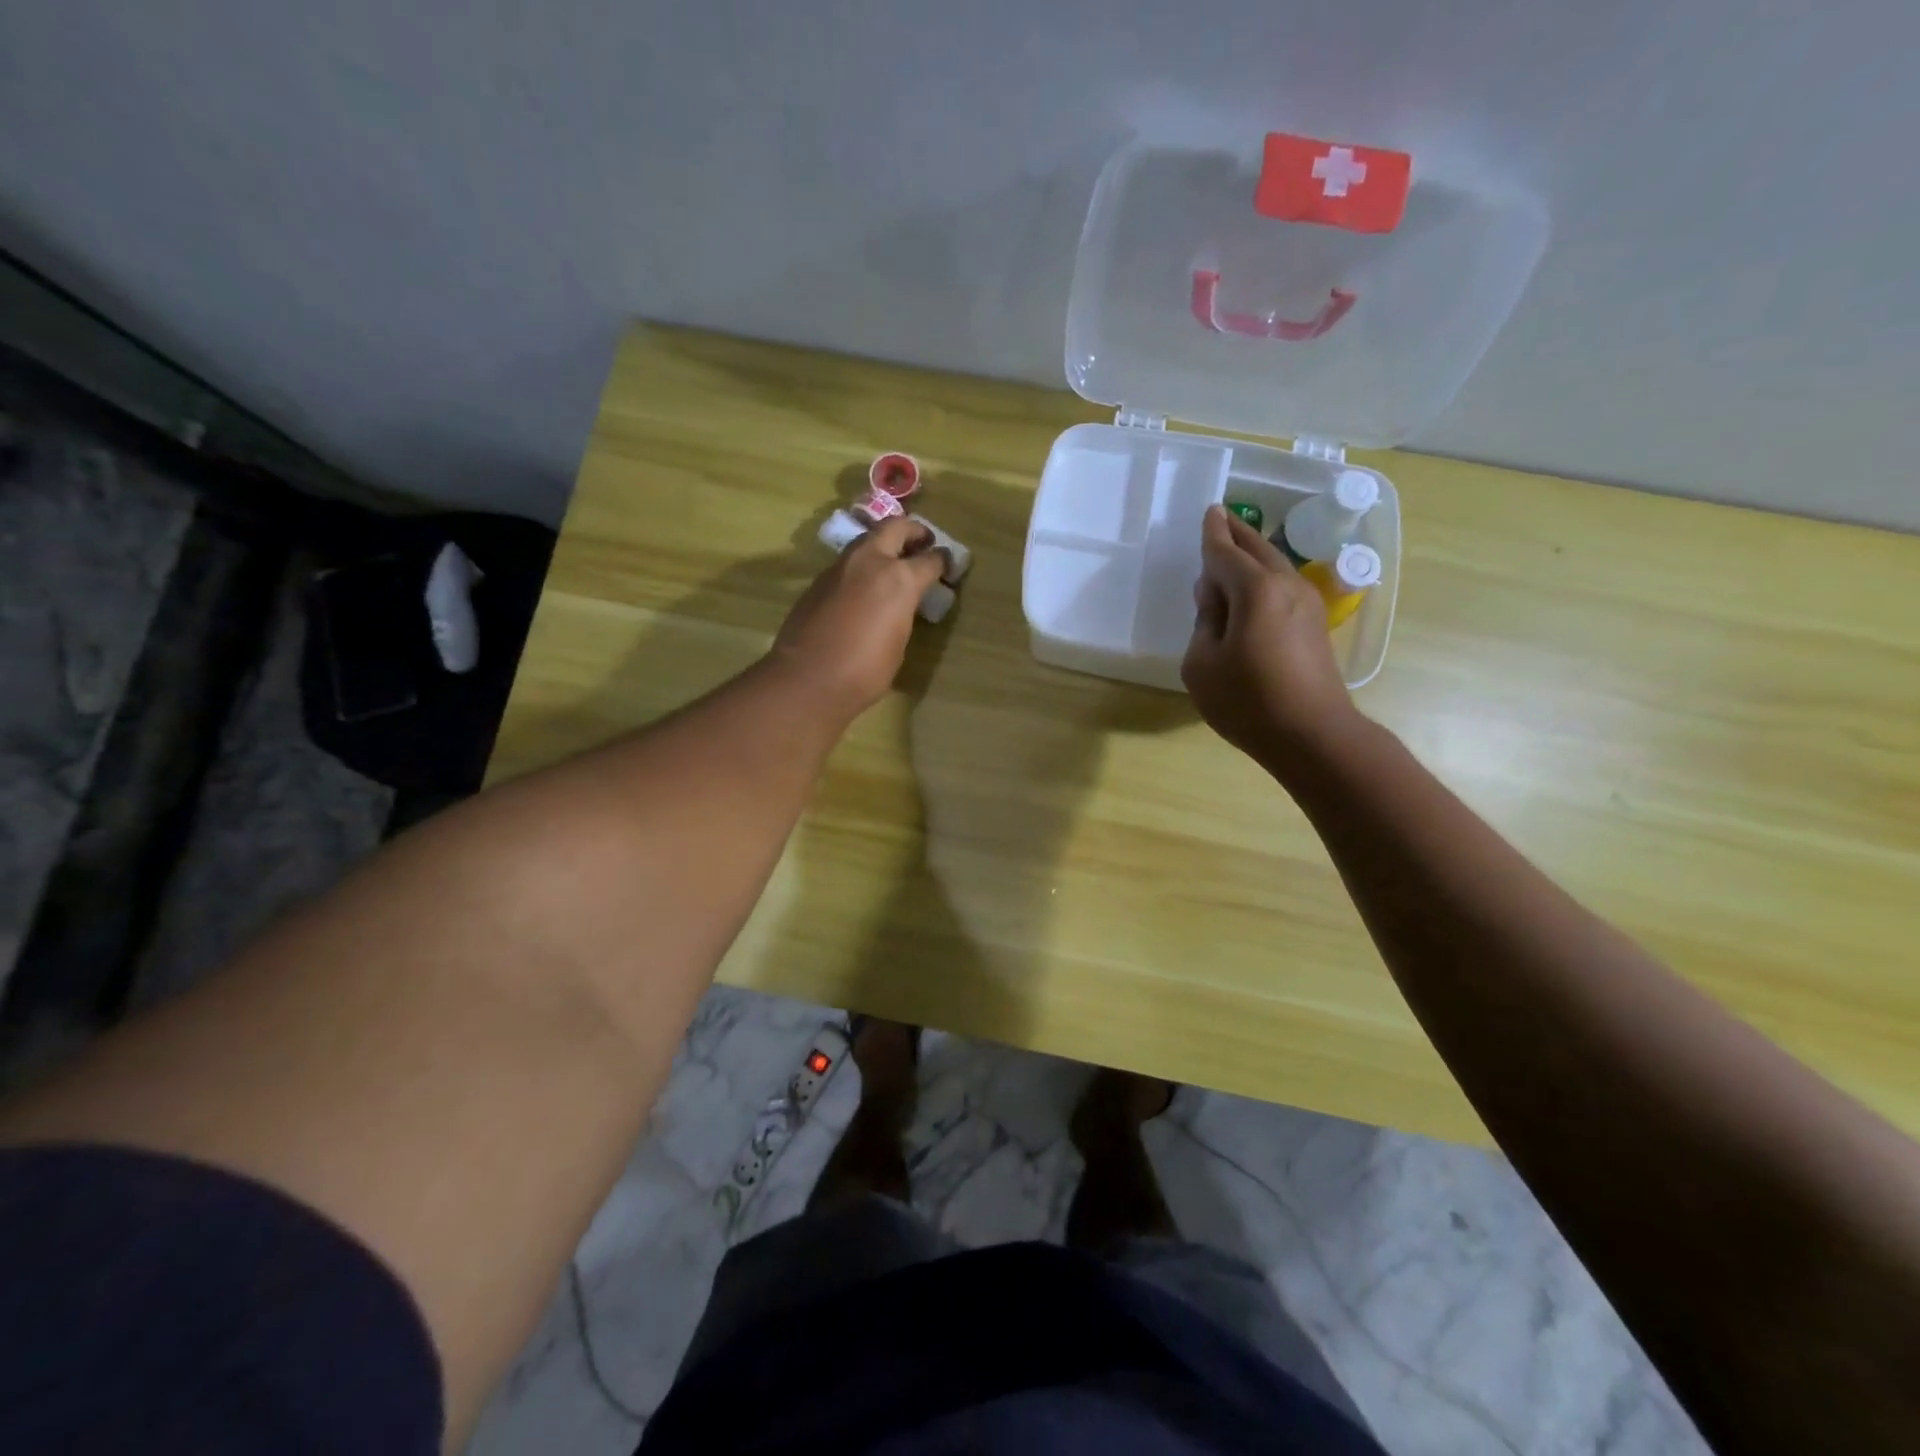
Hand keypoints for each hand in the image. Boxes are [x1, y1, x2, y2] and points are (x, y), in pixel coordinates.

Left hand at [770, 516, 947, 719]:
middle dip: (913, 532)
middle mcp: (870, 561)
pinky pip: (847, 563)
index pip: (930, 559)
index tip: (948, 565)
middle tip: (923, 543)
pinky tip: (864, 588)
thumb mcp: (898, 642)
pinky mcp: (819, 580)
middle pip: (896, 528)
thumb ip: (903, 612)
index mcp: (899, 578)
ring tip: (894, 564)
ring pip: (867, 541)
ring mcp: (840, 567)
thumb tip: (900, 604)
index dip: (943, 562)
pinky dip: (862, 567)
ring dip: (884, 545)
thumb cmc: (865, 671)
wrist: (807, 679)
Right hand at [1182, 505, 1358, 766]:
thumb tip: (1214, 598)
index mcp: (1255, 590)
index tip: (1210, 513)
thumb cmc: (1248, 701)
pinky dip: (1264, 576)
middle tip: (1222, 519)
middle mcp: (1286, 586)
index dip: (1213, 534)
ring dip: (1253, 554)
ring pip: (1275, 565)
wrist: (1312, 734)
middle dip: (1238, 533)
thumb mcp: (1202, 664)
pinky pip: (1283, 585)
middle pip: (1258, 549)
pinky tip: (1252, 587)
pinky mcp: (1315, 624)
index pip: (1226, 552)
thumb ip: (1204, 622)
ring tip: (1233, 549)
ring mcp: (1307, 603)